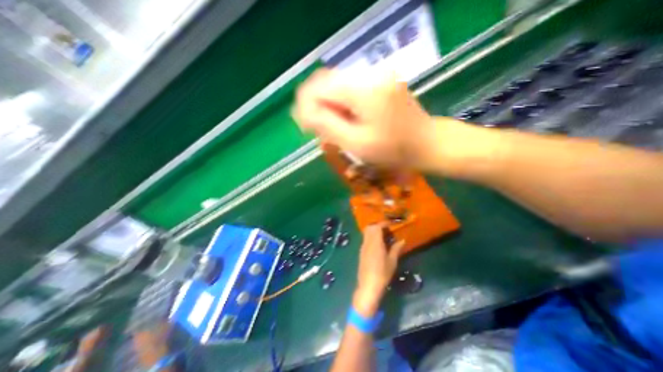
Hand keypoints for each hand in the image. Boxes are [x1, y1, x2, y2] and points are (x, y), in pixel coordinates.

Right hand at [293, 68, 438, 167]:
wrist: (425, 143)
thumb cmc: (392, 150)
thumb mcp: (356, 143)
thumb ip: (327, 125)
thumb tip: (303, 111)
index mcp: (363, 90)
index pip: (319, 87)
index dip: (306, 105)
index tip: (305, 126)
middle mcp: (369, 74)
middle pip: (327, 82)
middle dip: (316, 104)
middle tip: (318, 128)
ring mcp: (377, 75)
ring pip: (337, 84)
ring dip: (328, 104)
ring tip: (332, 126)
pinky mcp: (381, 81)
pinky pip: (351, 87)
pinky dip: (341, 102)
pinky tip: (345, 118)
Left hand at [352, 225, 403, 316]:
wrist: (368, 286)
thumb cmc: (382, 273)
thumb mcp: (392, 261)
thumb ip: (396, 249)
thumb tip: (402, 240)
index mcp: (375, 243)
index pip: (377, 227)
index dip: (383, 223)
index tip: (390, 224)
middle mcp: (367, 242)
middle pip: (370, 227)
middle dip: (377, 225)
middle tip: (387, 229)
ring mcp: (363, 247)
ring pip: (366, 233)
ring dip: (374, 231)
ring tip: (384, 236)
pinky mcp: (361, 252)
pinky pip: (365, 239)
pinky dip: (371, 237)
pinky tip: (378, 244)